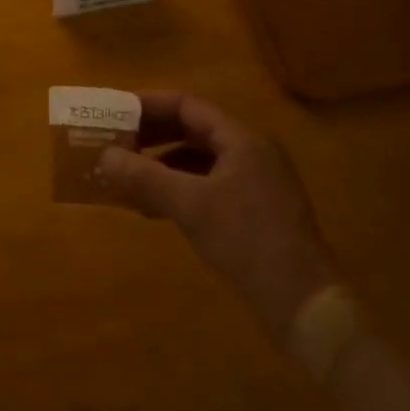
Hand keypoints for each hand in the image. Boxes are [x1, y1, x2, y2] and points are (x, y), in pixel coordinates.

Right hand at [97, 93, 337, 339]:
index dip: (149, 105)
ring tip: (127, 177)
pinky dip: (179, 189)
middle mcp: (251, 152)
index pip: (188, 106)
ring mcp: (256, 182)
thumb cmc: (248, 242)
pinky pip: (208, 184)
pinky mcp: (255, 210)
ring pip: (199, 160)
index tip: (115, 112)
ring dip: (162, 165)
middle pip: (193, 130)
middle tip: (115, 143)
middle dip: (152, 136)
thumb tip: (104, 156)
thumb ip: (145, 177)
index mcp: (242, 139)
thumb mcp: (190, 206)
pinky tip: (153, 208)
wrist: (306, 305)